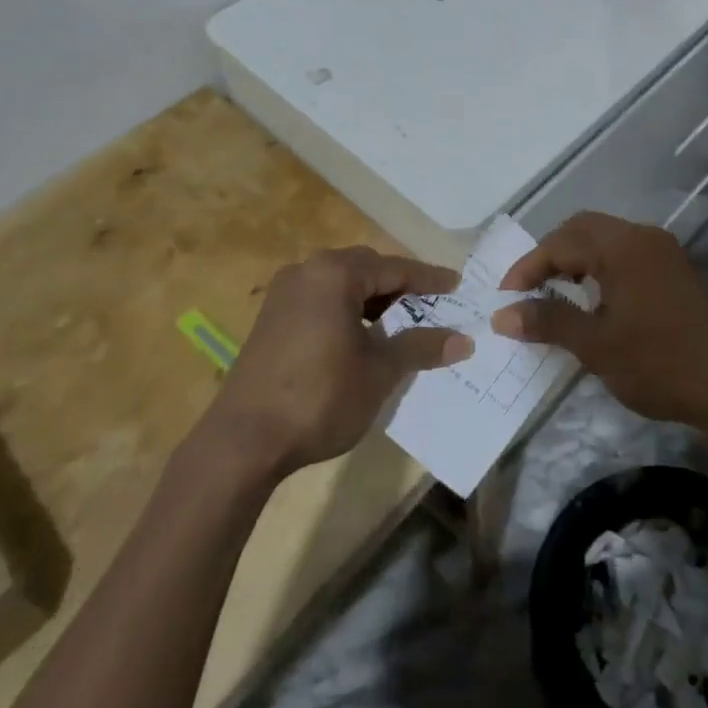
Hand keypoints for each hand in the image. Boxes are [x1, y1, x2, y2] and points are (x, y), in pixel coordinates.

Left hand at [207, 248, 470, 476]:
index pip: (394, 268)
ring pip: (341, 284)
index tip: (456, 285)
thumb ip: (421, 347)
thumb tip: (463, 340)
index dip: (428, 279)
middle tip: (431, 305)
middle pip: (366, 269)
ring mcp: (284, 294)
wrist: (244, 440)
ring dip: (372, 299)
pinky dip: (346, 310)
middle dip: (399, 286)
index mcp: (335, 274)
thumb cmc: (320, 397)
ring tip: (400, 323)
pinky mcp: (271, 318)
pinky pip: (320, 300)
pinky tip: (361, 337)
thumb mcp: (379, 372)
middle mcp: (307, 271)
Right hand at [493, 213, 707, 426]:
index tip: (505, 298)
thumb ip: (548, 321)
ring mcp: (662, 250)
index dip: (528, 267)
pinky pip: (624, 252)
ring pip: (604, 238)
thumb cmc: (658, 364)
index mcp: (621, 246)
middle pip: (582, 229)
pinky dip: (599, 266)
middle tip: (527, 288)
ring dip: (575, 258)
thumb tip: (501, 315)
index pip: (561, 242)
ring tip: (554, 292)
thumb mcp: (595, 346)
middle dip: (550, 255)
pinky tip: (592, 296)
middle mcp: (641, 236)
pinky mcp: (673, 269)